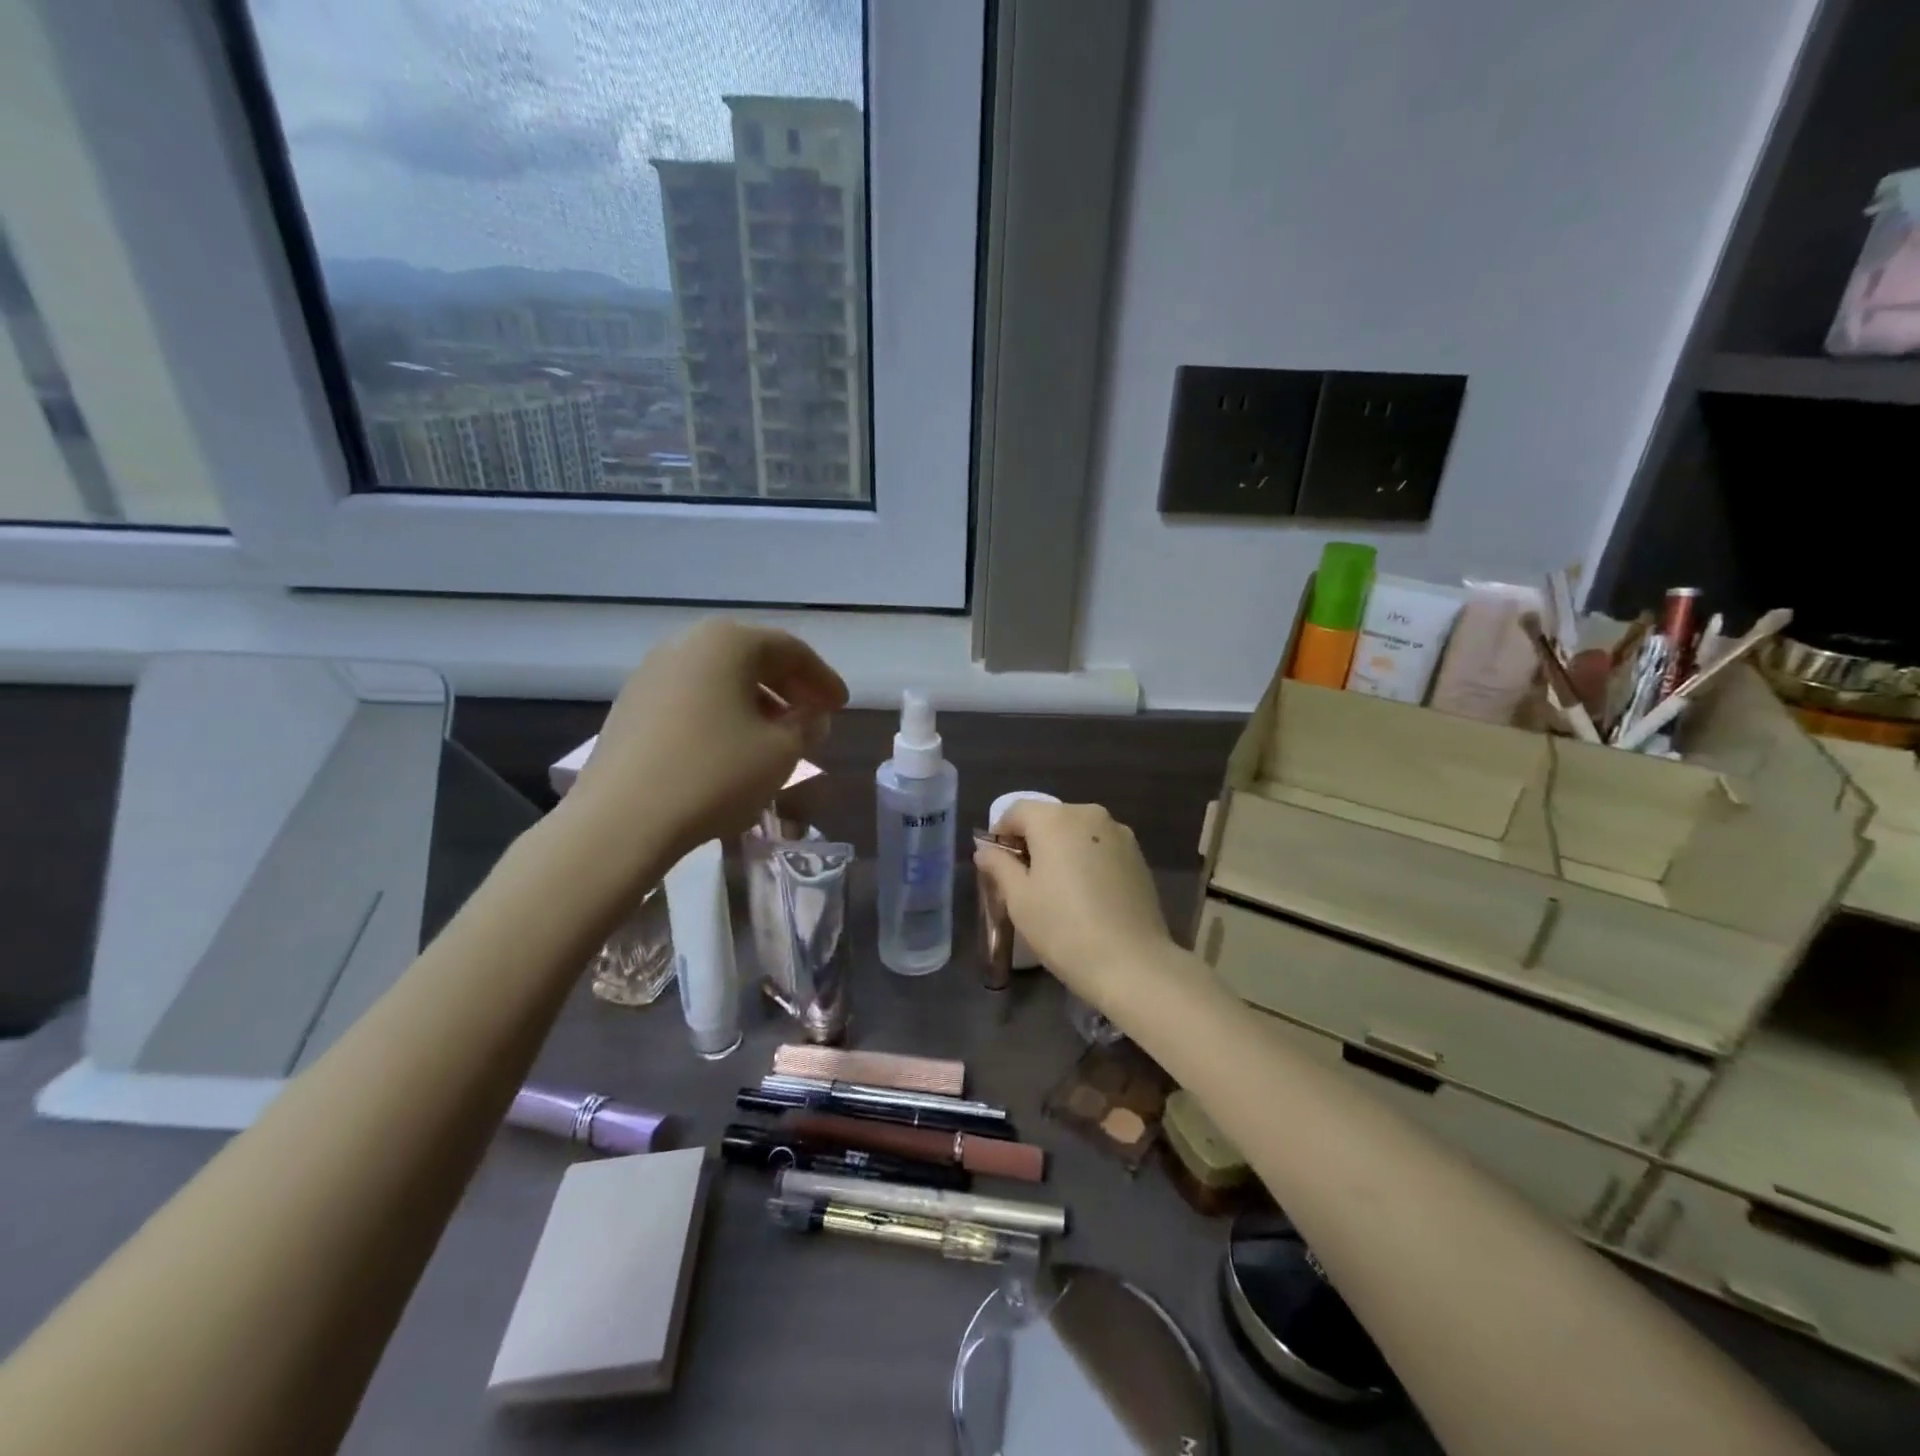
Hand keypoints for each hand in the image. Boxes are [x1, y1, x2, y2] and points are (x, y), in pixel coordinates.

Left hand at [567, 619, 846, 874]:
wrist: (621, 820)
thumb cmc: (714, 775)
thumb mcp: (781, 752)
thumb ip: (807, 726)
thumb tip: (809, 716)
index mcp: (728, 642)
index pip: (791, 651)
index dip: (823, 679)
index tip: (841, 707)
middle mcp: (687, 644)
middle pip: (753, 658)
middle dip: (790, 687)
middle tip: (814, 717)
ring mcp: (652, 673)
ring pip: (721, 678)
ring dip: (757, 702)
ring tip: (777, 736)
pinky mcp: (631, 706)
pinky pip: (693, 697)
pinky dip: (723, 713)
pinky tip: (732, 746)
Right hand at [973, 802, 1175, 1002]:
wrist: (1132, 963)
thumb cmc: (1064, 928)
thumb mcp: (1019, 899)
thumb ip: (999, 866)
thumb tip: (985, 851)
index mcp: (1056, 820)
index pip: (1017, 811)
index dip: (1001, 833)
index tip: (996, 863)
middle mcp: (1089, 815)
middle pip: (1049, 818)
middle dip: (1032, 841)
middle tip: (1023, 879)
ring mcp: (1120, 834)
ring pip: (1077, 832)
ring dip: (1061, 850)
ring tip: (1057, 889)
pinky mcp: (1138, 856)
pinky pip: (1100, 847)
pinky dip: (1086, 860)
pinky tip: (1086, 895)